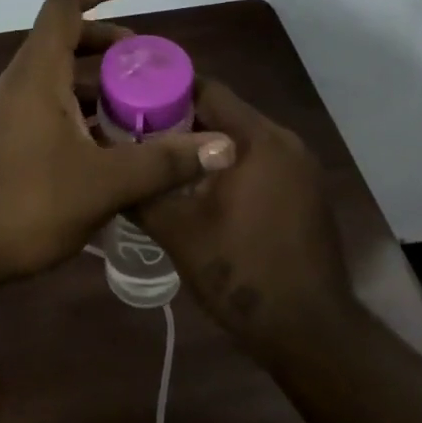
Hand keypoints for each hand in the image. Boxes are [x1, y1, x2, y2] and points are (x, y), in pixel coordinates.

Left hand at [0, 0, 236, 289]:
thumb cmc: (25, 203)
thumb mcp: (103, 183)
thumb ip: (163, 162)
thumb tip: (224, 146)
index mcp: (38, 73)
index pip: (63, 6)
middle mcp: (19, 82)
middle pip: (63, 40)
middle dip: (106, 43)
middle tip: (146, 64)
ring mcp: (7, 111)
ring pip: (55, 77)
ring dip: (94, 83)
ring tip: (134, 109)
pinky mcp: (3, 139)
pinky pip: (46, 106)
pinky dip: (77, 110)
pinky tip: (104, 148)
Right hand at [134, 79, 361, 359]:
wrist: (311, 332)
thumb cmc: (242, 272)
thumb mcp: (178, 231)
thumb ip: (142, 191)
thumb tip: (110, 168)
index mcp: (259, 139)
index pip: (207, 90)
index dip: (166, 90)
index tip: (131, 98)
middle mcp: (286, 141)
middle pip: (225, 112)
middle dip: (181, 119)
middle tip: (138, 132)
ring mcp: (301, 167)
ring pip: (242, 138)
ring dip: (205, 145)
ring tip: (163, 159)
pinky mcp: (306, 192)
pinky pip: (260, 160)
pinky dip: (230, 164)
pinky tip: (201, 188)